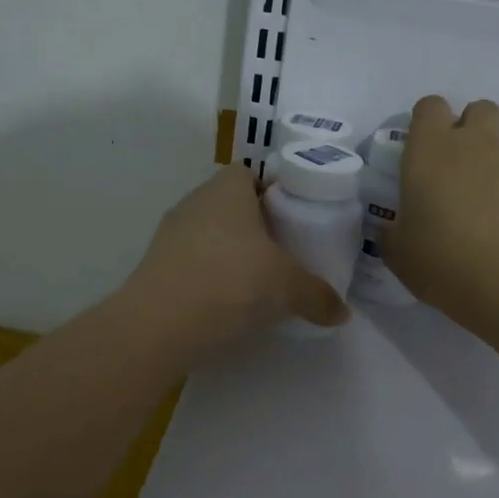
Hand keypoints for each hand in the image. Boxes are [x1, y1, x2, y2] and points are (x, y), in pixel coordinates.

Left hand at [125, 165, 348, 342]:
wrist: (159, 323)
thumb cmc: (230, 281)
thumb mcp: (287, 287)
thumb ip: (317, 295)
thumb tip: (342, 312)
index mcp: (227, 188)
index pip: (250, 174)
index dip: (272, 192)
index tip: (293, 219)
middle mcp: (195, 201)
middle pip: (230, 204)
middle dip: (255, 225)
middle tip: (282, 252)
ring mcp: (170, 232)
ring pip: (209, 233)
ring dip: (230, 252)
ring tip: (256, 281)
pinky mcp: (156, 265)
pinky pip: (192, 261)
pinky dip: (209, 275)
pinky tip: (226, 302)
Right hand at [387, 96, 498, 320]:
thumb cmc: (442, 258)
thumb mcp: (398, 252)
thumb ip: (391, 232)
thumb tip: (392, 228)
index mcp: (429, 149)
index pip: (429, 107)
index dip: (424, 123)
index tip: (417, 152)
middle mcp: (471, 144)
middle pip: (476, 109)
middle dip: (466, 127)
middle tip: (451, 165)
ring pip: (498, 142)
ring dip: (486, 159)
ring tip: (475, 201)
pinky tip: (496, 221)